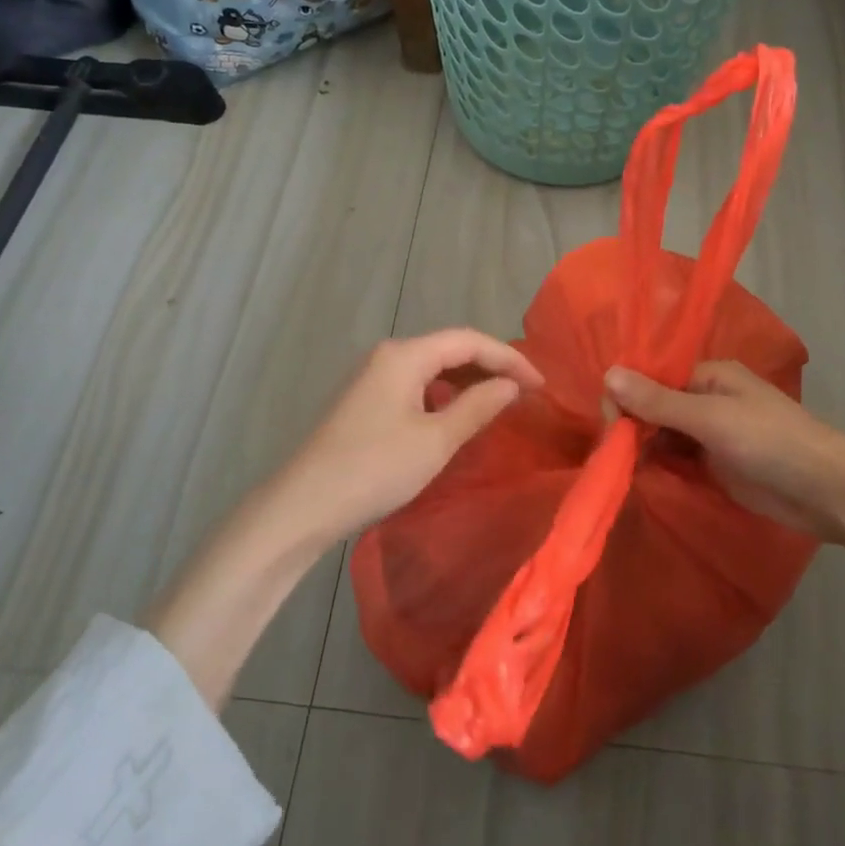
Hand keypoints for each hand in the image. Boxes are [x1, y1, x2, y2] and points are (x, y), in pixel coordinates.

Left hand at [272, 328, 543, 542]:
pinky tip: (455, 417)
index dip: (509, 358)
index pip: (468, 340)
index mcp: (404, 355)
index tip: (541, 384)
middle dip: (490, 366)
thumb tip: (510, 385)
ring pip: (431, 368)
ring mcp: (371, 377)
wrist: (303, 505)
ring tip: (498, 403)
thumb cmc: (374, 469)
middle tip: (526, 392)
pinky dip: (443, 396)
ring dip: (467, 381)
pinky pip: (415, 385)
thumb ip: (478, 407)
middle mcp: (387, 356)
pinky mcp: (364, 401)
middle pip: (449, 349)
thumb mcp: (435, 441)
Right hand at [603, 361, 844, 544]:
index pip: (652, 378)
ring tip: (621, 469)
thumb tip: (608, 373)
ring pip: (663, 435)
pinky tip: (641, 477)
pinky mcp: (716, 465)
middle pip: (654, 406)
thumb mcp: (711, 419)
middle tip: (613, 454)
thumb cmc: (771, 442)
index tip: (610, 427)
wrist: (829, 492)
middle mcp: (706, 399)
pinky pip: (677, 460)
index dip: (627, 397)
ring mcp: (712, 434)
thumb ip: (658, 401)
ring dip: (643, 448)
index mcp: (709, 375)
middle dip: (632, 425)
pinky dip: (659, 466)